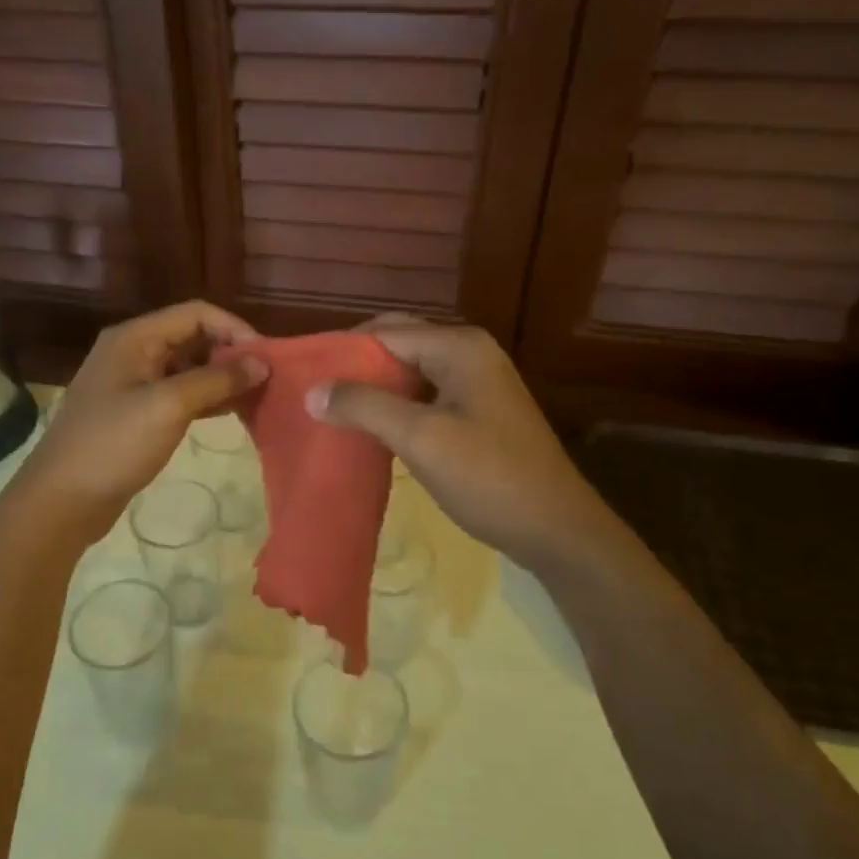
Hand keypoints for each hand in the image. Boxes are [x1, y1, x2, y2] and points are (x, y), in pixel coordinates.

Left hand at [11, 301, 266, 541]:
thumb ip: (217, 380)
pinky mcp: (137, 413)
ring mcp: (133, 384)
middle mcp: (134, 352)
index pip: (196, 313)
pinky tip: (232, 412)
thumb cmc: (114, 444)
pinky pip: (180, 395)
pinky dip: (207, 399)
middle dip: (231, 354)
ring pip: (189, 368)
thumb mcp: (168, 406)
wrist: (63, 499)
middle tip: (267, 380)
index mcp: (135, 337)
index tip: (266, 359)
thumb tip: (262, 363)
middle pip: (193, 338)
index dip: (235, 329)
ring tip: (257, 397)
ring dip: (222, 378)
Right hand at [311, 317, 608, 576]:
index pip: (386, 331)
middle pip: (399, 345)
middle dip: (357, 366)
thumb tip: (312, 391)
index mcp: (459, 347)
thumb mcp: (421, 439)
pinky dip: (397, 406)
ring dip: (375, 388)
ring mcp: (477, 382)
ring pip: (411, 372)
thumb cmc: (488, 477)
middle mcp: (469, 353)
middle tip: (316, 394)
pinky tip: (372, 429)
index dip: (343, 350)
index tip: (303, 376)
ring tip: (334, 411)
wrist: (555, 528)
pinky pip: (425, 395)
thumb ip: (365, 407)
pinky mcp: (478, 411)